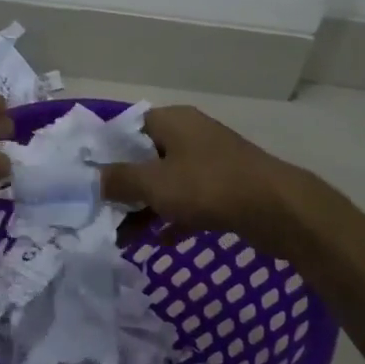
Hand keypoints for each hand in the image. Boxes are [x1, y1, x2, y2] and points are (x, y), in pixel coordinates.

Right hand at [98, 105, 304, 245]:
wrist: (278, 209)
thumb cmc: (209, 186)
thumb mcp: (155, 183)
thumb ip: (119, 180)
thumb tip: (92, 179)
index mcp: (172, 121)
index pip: (127, 128)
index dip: (105, 151)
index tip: (86, 178)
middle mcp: (190, 135)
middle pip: (145, 157)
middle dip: (123, 187)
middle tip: (100, 212)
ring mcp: (210, 162)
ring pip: (167, 182)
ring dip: (145, 207)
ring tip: (122, 237)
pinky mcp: (225, 189)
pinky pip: (189, 201)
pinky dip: (173, 218)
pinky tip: (158, 242)